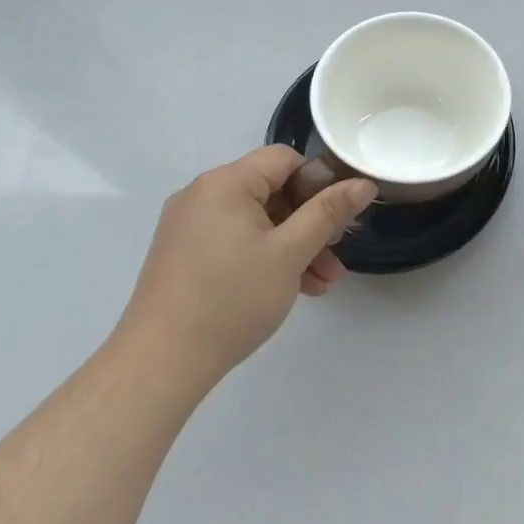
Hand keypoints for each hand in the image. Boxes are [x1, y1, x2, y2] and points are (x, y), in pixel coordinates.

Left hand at [116, 146, 377, 395]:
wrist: (159, 365)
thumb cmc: (231, 300)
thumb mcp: (290, 253)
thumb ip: (329, 212)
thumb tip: (364, 182)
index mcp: (225, 183)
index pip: (285, 158)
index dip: (319, 181)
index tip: (339, 217)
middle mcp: (203, 194)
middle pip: (273, 191)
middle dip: (311, 222)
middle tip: (337, 254)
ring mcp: (190, 226)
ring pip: (258, 221)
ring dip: (295, 245)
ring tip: (324, 282)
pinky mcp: (185, 254)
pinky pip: (236, 240)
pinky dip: (266, 257)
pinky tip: (295, 288)